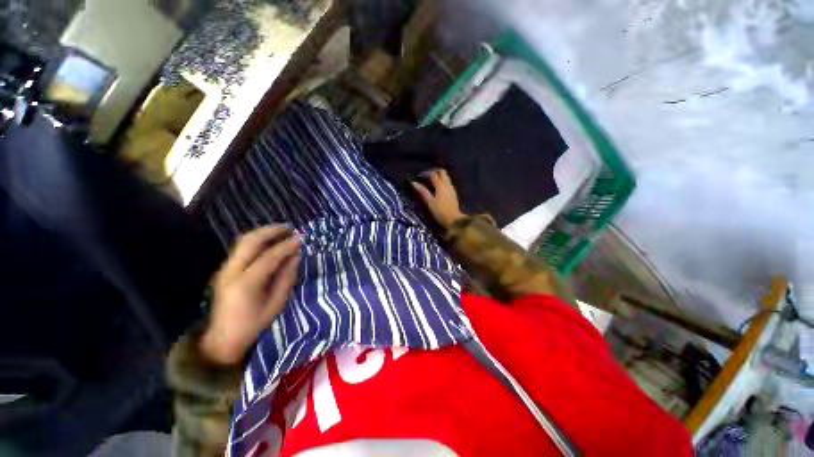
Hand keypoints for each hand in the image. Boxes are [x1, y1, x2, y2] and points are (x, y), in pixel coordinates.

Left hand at [200, 226, 300, 364]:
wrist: (221, 340)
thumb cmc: (253, 325)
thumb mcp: (276, 304)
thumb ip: (287, 278)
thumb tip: (295, 256)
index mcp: (245, 284)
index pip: (268, 257)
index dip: (286, 246)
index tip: (300, 238)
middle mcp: (231, 272)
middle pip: (250, 242)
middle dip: (272, 231)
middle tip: (290, 228)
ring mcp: (224, 269)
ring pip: (243, 241)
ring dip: (264, 233)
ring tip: (282, 231)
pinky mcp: (224, 269)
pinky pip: (241, 248)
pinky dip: (257, 240)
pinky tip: (269, 241)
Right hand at [412, 169, 466, 228]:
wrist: (454, 220)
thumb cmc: (440, 212)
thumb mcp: (429, 202)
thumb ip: (422, 191)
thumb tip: (414, 183)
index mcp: (441, 185)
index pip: (433, 174)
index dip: (425, 174)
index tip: (419, 177)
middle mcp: (447, 184)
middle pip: (441, 172)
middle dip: (434, 172)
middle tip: (426, 178)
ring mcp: (451, 188)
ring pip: (445, 177)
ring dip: (438, 177)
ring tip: (430, 183)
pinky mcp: (453, 194)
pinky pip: (447, 183)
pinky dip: (441, 182)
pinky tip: (436, 189)